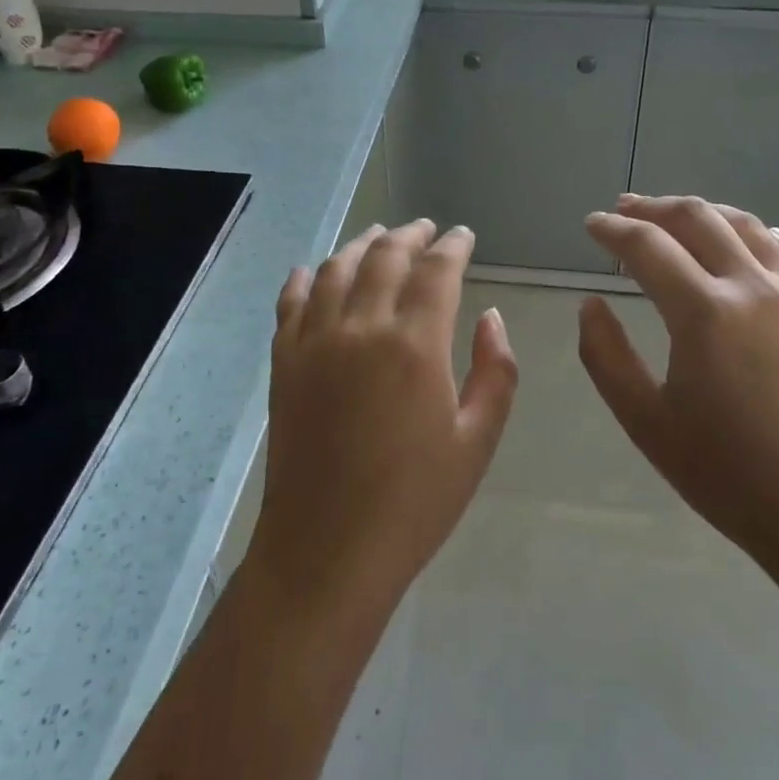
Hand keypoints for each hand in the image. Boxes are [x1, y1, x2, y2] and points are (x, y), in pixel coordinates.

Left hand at [248, 221, 518, 623]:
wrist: (327, 550)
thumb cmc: (413, 502)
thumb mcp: (477, 441)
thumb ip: (495, 371)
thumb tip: (490, 317)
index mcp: (414, 344)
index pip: (436, 270)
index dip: (452, 246)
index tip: (462, 235)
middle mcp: (361, 327)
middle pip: (385, 256)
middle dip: (410, 235)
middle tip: (426, 228)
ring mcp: (314, 341)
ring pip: (336, 269)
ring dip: (361, 245)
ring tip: (378, 235)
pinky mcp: (283, 362)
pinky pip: (290, 302)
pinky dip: (304, 278)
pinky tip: (312, 270)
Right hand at [579, 195, 778, 596]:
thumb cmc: (731, 477)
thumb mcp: (647, 423)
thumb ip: (606, 356)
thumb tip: (591, 304)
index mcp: (704, 312)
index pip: (647, 246)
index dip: (613, 230)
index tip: (591, 224)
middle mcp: (752, 287)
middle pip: (697, 218)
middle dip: (653, 207)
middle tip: (624, 208)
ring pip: (745, 224)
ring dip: (703, 211)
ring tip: (676, 215)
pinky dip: (754, 233)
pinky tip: (745, 239)